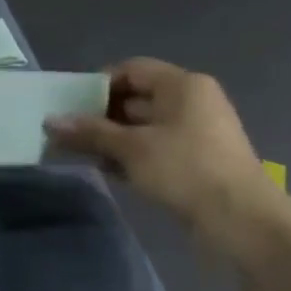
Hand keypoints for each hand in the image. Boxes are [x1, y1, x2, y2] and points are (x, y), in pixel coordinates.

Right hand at [45, 58, 278, 247]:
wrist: (240, 220)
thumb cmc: (184, 170)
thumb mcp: (130, 148)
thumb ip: (89, 132)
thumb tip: (50, 121)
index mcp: (182, 86)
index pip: (131, 70)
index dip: (97, 84)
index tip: (70, 107)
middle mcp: (191, 101)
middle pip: (136, 98)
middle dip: (100, 116)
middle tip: (69, 134)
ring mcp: (196, 131)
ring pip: (143, 126)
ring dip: (112, 139)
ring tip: (82, 155)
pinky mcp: (196, 159)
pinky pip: (155, 147)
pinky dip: (132, 155)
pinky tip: (109, 172)